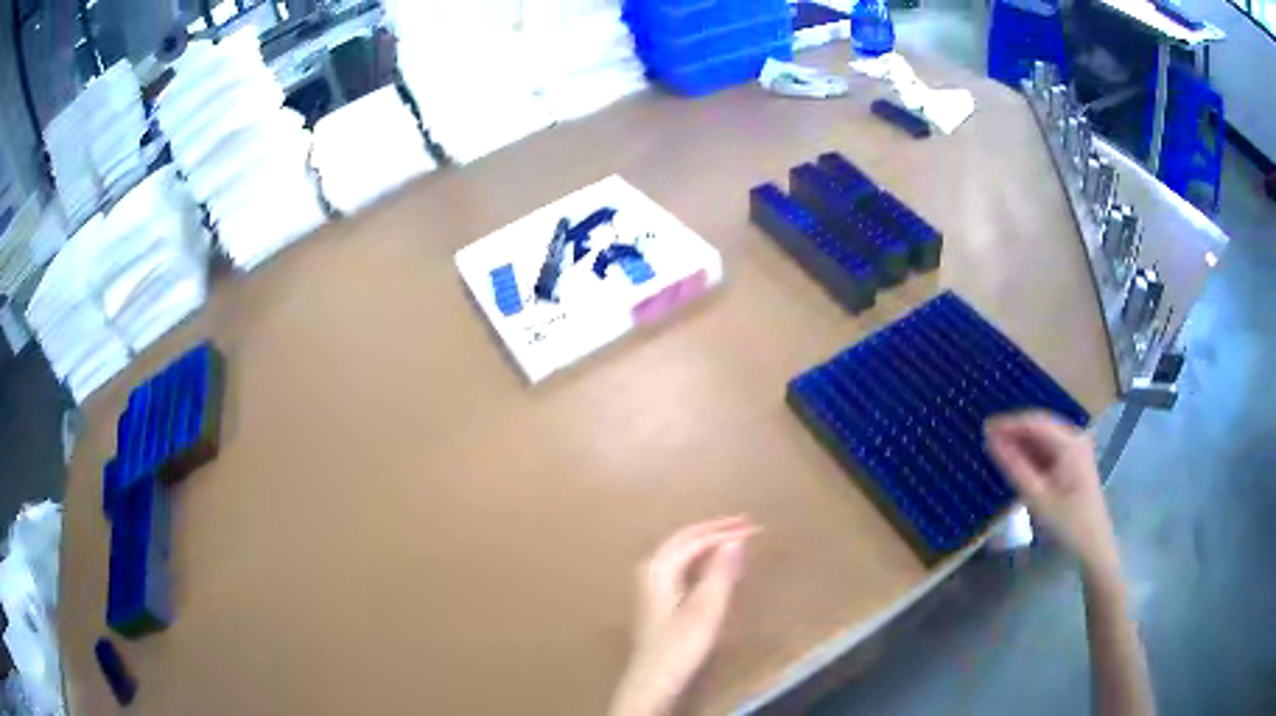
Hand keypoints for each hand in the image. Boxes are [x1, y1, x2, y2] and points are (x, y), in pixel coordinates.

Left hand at [608, 517, 754, 715]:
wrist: (652, 682)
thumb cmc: (680, 648)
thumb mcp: (706, 611)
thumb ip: (720, 574)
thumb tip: (735, 539)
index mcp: (659, 570)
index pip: (694, 540)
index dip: (723, 531)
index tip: (753, 527)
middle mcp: (651, 571)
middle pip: (682, 540)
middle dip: (713, 529)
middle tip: (744, 523)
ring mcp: (651, 587)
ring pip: (679, 552)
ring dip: (705, 542)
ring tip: (732, 538)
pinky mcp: (657, 601)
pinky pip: (680, 566)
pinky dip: (699, 558)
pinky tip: (711, 567)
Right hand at [985, 411, 1119, 577]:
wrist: (1094, 545)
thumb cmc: (1067, 523)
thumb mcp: (1038, 497)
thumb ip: (1014, 466)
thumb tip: (991, 440)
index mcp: (1069, 442)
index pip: (1034, 422)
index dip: (1008, 423)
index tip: (984, 429)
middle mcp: (1075, 438)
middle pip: (1040, 426)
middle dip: (1014, 432)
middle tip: (987, 441)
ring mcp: (1077, 449)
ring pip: (1044, 437)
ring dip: (1022, 443)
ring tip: (998, 452)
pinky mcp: (1075, 461)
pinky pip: (1049, 449)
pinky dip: (1032, 454)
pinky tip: (1018, 463)